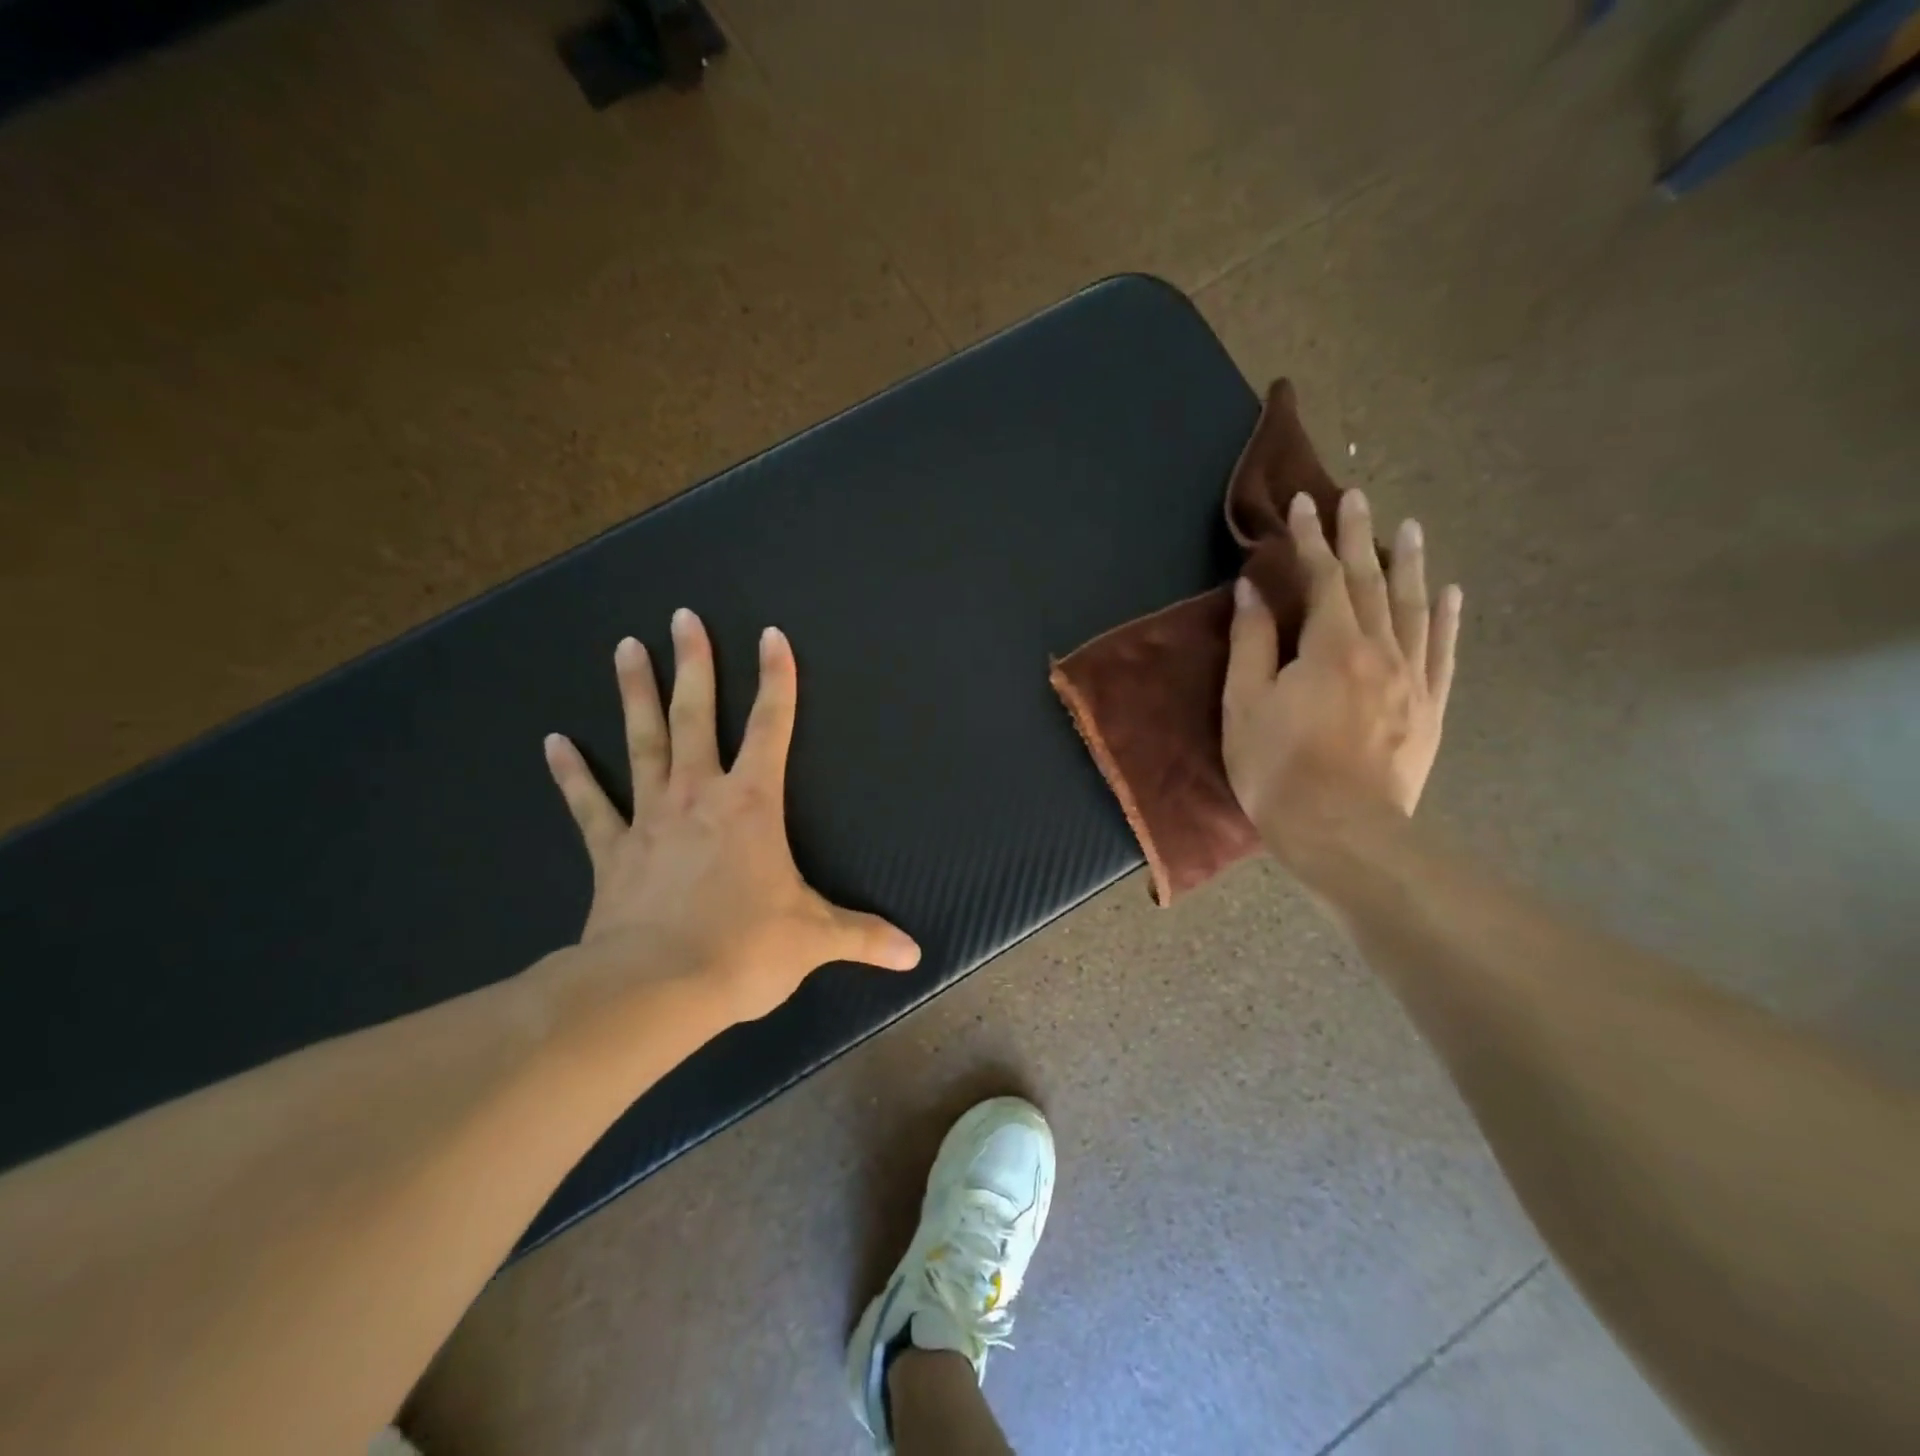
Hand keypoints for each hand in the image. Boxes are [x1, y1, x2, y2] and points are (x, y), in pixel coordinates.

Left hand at [542, 609, 920, 1025]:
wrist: (655, 988)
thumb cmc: (743, 950)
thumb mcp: (814, 940)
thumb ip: (864, 937)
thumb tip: (913, 956)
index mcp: (751, 805)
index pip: (770, 728)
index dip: (776, 680)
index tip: (771, 636)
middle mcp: (698, 796)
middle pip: (695, 717)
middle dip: (693, 665)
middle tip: (681, 617)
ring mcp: (649, 820)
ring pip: (642, 744)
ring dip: (635, 695)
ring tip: (624, 647)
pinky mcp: (612, 852)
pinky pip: (589, 806)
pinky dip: (571, 775)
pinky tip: (554, 742)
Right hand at [1223, 489, 1461, 863]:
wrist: (1341, 832)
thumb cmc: (1278, 768)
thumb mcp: (1245, 704)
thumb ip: (1251, 642)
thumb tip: (1254, 590)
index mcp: (1331, 646)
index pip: (1323, 577)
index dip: (1311, 538)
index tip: (1303, 504)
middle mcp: (1379, 650)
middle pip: (1371, 582)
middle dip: (1360, 537)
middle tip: (1358, 496)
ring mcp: (1412, 679)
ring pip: (1413, 608)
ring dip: (1409, 564)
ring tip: (1411, 528)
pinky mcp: (1428, 709)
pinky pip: (1442, 652)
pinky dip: (1445, 618)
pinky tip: (1449, 594)